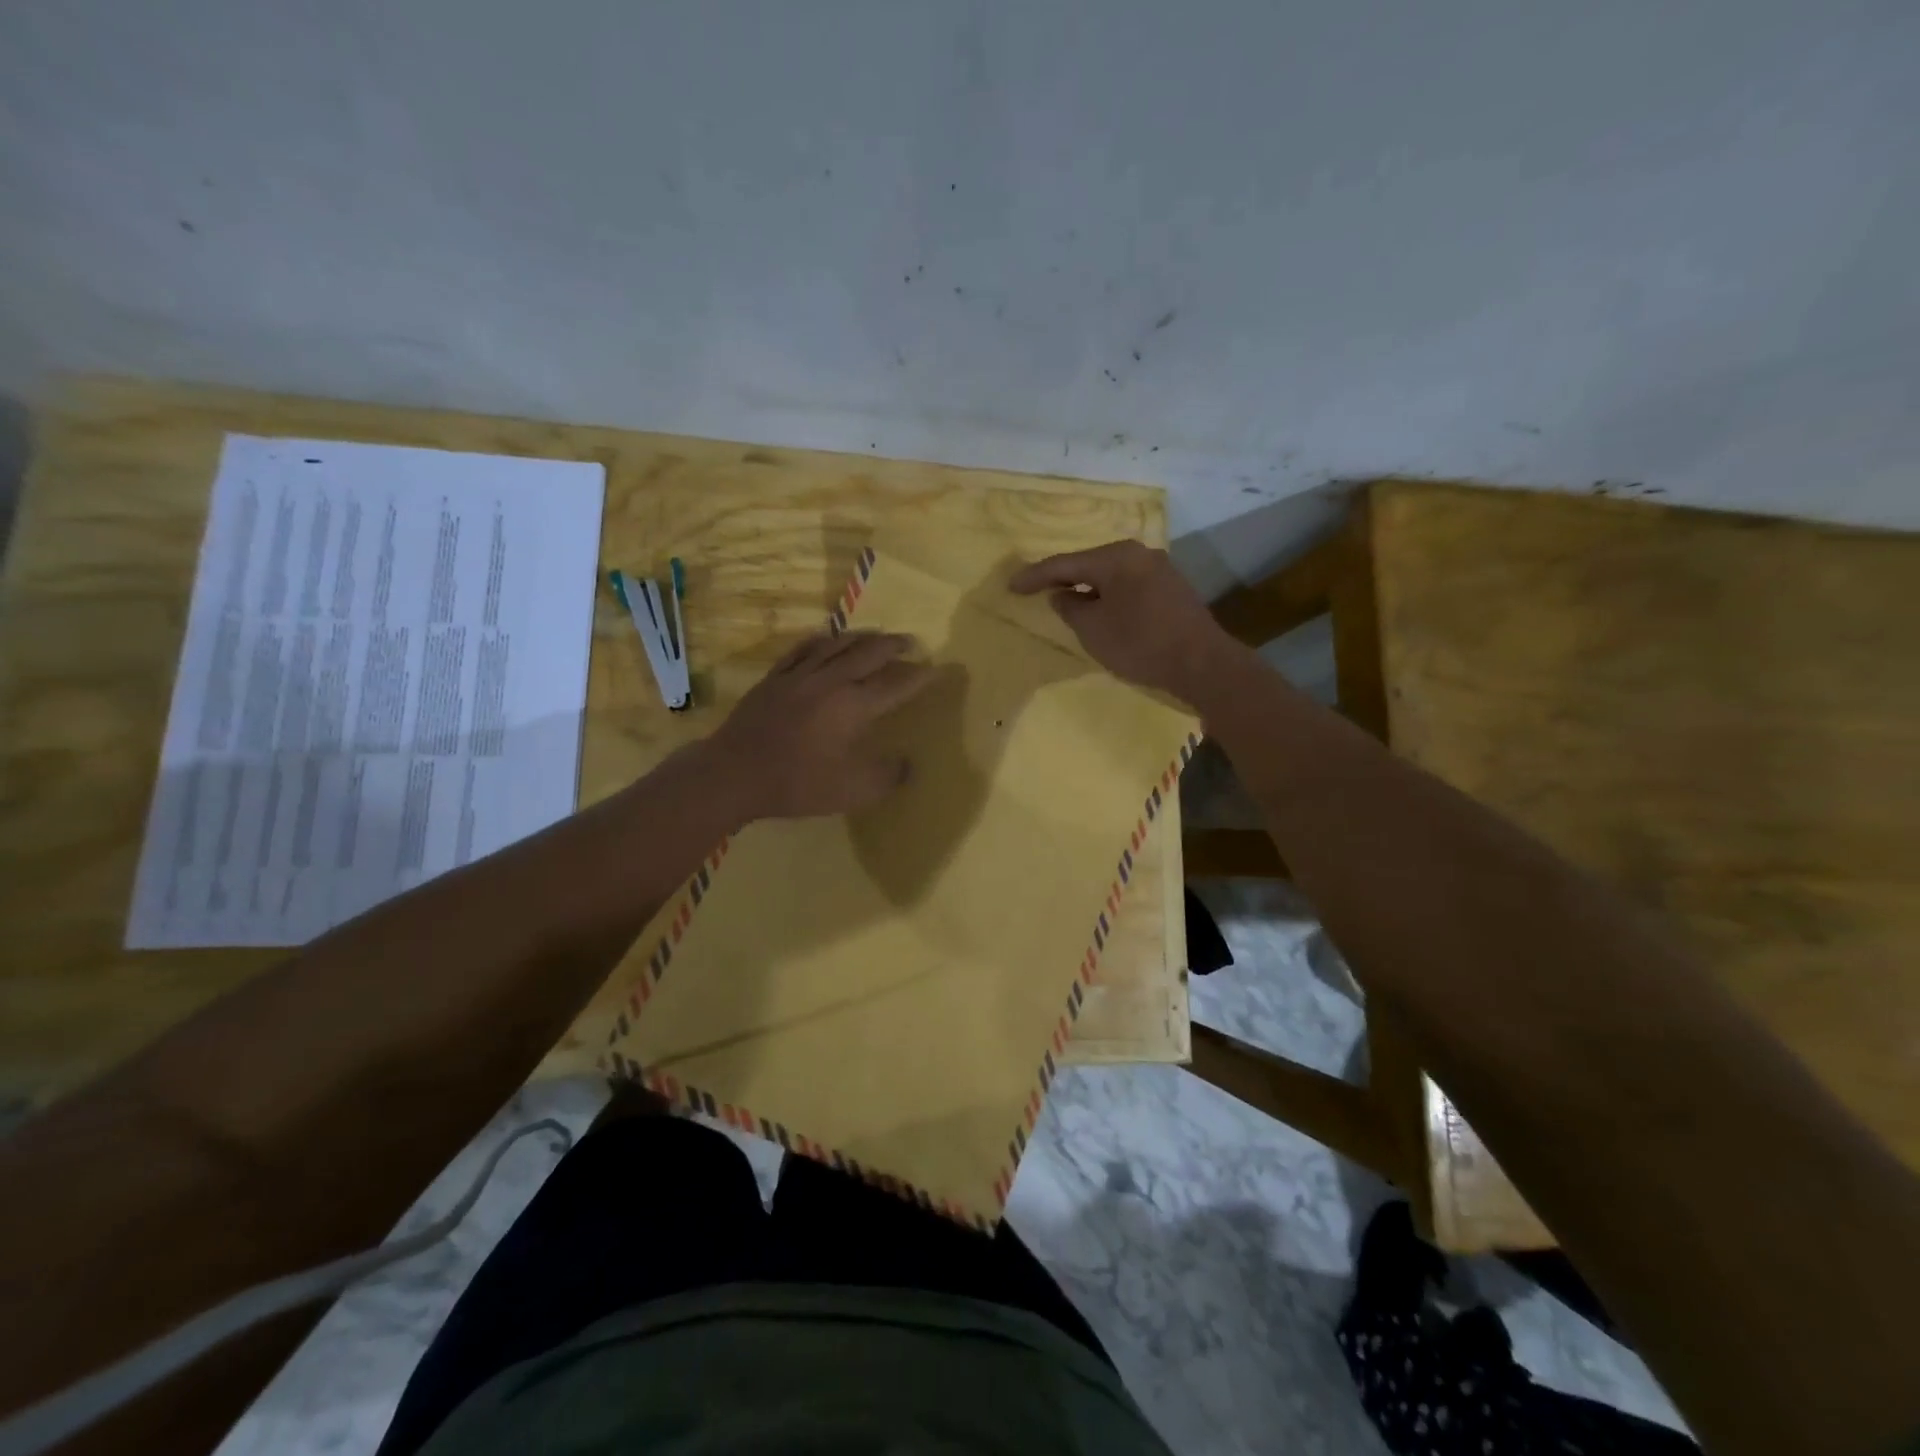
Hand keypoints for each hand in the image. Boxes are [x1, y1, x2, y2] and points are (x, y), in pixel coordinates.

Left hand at [706, 631, 936, 819]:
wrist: (734, 773)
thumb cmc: (798, 783)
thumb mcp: (853, 791)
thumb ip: (887, 777)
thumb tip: (907, 764)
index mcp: (854, 706)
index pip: (897, 684)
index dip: (920, 676)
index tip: (938, 669)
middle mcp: (831, 681)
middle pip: (870, 653)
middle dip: (895, 646)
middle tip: (912, 643)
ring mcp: (800, 675)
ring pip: (838, 644)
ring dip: (863, 637)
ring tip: (876, 637)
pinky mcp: (775, 678)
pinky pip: (804, 649)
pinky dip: (823, 641)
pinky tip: (827, 639)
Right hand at [1010, 541, 1234, 701]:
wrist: (1201, 663)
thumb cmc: (1140, 643)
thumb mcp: (1092, 629)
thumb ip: (1070, 608)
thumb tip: (1063, 595)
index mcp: (1116, 557)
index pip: (1064, 564)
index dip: (1034, 576)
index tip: (1011, 586)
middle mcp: (1138, 554)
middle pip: (1089, 564)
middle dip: (1062, 578)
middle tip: (1036, 589)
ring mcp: (1159, 569)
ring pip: (1110, 575)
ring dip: (1087, 588)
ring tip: (1065, 600)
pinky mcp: (1171, 588)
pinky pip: (1128, 586)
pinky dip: (1108, 595)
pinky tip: (1100, 609)